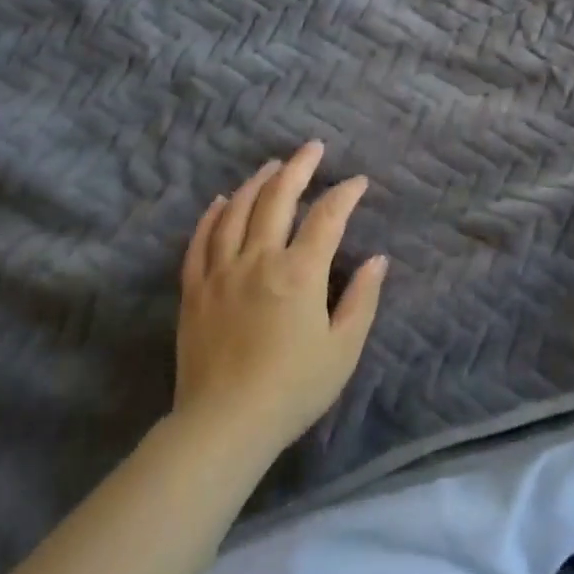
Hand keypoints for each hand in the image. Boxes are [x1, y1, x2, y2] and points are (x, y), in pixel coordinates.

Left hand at [172, 141, 387, 457]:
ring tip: (272, 166)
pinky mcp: (195, 290)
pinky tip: (222, 200)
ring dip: (257, 183)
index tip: (358, 182)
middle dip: (299, 167)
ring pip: (237, 211)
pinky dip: (212, 215)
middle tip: (313, 148)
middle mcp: (259, 260)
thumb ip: (362, 299)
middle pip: (278, 199)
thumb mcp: (343, 349)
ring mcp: (222, 272)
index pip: (327, 217)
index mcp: (300, 273)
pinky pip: (201, 241)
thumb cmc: (293, 389)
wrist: (225, 425)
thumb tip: (378, 259)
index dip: (345, 194)